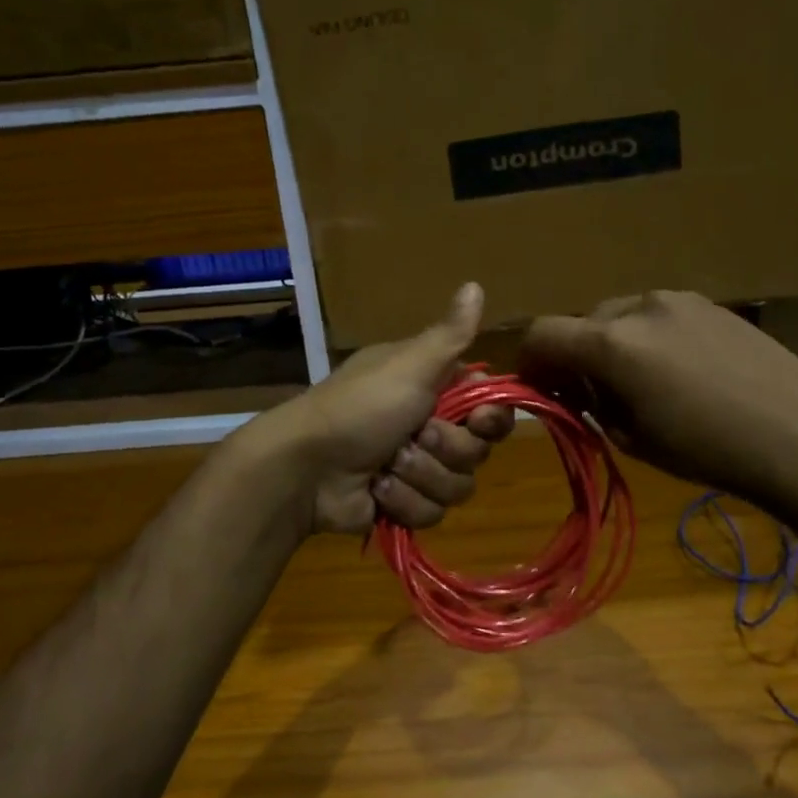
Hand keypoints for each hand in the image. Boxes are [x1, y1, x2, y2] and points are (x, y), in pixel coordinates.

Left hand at [251, 283, 514, 534]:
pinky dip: (403, 502)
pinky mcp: (404, 505)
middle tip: (414, 436)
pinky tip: (376, 491)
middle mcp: (431, 426)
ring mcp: (417, 469)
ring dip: (420, 477)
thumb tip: (475, 283)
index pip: (490, 409)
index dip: (491, 420)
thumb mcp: (409, 365)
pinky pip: (432, 513)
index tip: (479, 421)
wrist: (306, 467)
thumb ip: (450, 334)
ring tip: (385, 467)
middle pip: (477, 452)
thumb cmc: (360, 407)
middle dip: (445, 449)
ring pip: (458, 487)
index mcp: (434, 389)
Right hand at [520, 289, 797, 503]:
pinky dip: (648, 337)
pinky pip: (657, 315)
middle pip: (583, 322)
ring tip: (641, 383)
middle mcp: (638, 306)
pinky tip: (680, 371)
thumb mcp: (632, 438)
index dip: (530, 360)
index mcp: (611, 343)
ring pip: (621, 315)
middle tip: (593, 395)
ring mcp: (678, 299)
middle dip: (576, 355)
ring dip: (613, 344)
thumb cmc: (707, 450)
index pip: (543, 333)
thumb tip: (575, 390)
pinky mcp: (710, 303)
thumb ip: (591, 405)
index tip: (538, 387)